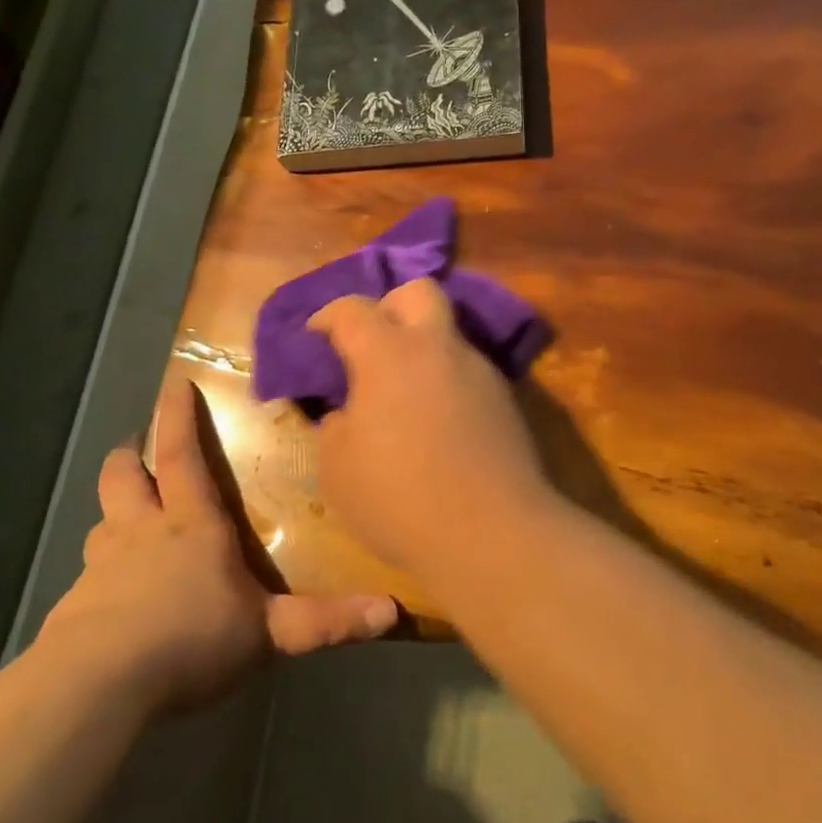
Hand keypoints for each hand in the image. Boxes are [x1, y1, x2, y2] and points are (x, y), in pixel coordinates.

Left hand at [38, 366, 398, 713]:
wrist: (96, 687)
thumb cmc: (191, 639)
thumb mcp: (268, 633)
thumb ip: (326, 621)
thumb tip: (391, 611)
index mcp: (191, 524)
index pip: (182, 454)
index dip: (177, 416)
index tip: (173, 384)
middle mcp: (141, 532)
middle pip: (123, 476)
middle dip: (130, 455)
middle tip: (136, 447)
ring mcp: (101, 568)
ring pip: (101, 522)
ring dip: (113, 513)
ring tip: (126, 521)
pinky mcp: (71, 610)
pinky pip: (86, 579)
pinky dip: (98, 577)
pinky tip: (109, 603)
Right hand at [310, 278, 558, 577]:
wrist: (492, 531)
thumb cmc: (400, 498)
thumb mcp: (337, 469)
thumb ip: (333, 427)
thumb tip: (346, 413)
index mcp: (389, 354)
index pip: (353, 309)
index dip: (328, 316)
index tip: (315, 335)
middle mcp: (439, 348)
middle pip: (419, 291)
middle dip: (390, 306)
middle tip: (372, 345)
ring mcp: (479, 370)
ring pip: (448, 334)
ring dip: (422, 349)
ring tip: (404, 395)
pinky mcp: (506, 398)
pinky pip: (468, 371)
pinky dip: (446, 381)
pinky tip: (437, 421)